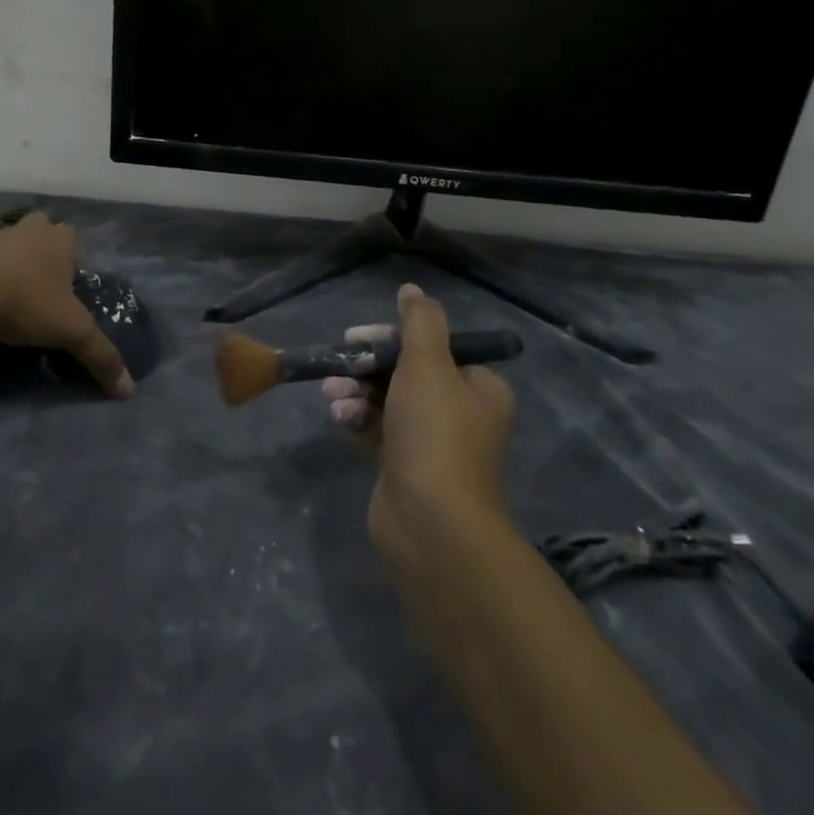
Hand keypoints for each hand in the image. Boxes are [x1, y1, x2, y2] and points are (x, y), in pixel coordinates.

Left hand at [0, 214, 134, 397]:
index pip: (72, 237)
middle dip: (42, 246)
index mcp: (60, 241)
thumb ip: (102, 356)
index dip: (70, 259)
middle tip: (40, 282)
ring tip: (8, 281)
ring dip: (10, 249)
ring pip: (8, 233)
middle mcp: (31, 230)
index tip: (64, 288)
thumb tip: (129, 390)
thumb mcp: (73, 333)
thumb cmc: (28, 306)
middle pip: (42, 228)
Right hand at [324, 283, 515, 567]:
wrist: (430, 524)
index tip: (359, 338)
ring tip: (334, 398)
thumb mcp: (428, 364)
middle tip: (340, 366)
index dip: (393, 338)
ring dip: (356, 393)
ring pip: (387, 402)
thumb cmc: (434, 433)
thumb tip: (412, 290)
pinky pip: (378, 431)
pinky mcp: (405, 468)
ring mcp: (432, 444)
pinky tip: (339, 420)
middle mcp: (460, 413)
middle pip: (406, 373)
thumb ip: (419, 322)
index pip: (433, 346)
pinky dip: (358, 421)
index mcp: (479, 387)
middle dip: (367, 367)